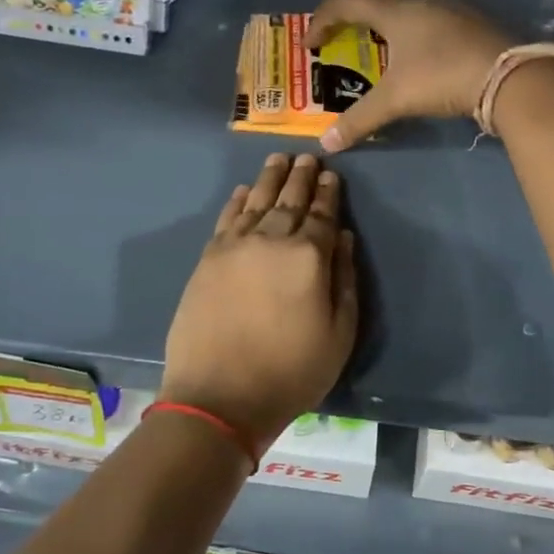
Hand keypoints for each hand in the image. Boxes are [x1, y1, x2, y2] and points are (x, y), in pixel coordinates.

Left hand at [160, 153, 358, 448]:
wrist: (219, 396)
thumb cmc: (290, 372)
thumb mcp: (339, 335)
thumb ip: (344, 280)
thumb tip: (343, 237)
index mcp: (308, 257)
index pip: (322, 215)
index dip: (328, 194)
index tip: (331, 174)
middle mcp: (271, 240)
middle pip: (289, 200)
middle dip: (301, 177)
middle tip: (308, 157)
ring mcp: (235, 247)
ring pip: (257, 201)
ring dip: (270, 178)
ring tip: (279, 159)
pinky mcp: (208, 259)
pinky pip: (226, 218)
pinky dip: (237, 200)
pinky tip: (244, 190)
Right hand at [305, 0, 510, 151]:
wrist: (510, 76)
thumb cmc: (443, 77)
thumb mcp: (396, 99)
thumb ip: (359, 119)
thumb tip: (327, 143)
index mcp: (396, 10)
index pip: (347, 1)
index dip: (322, 19)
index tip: (311, 45)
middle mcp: (421, 1)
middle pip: (376, 0)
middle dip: (351, 20)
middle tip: (339, 43)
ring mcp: (450, 9)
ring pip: (406, 9)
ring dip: (384, 26)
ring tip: (376, 52)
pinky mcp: (471, 23)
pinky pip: (429, 20)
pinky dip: (412, 34)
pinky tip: (418, 59)